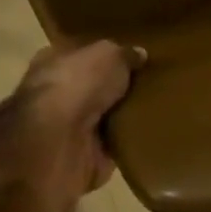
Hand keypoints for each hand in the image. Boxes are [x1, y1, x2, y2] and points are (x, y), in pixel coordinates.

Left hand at [14, 40, 145, 207]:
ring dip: (123, 117)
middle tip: (150, 83)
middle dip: (116, 88)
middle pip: (92, 87)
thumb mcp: (109, 54)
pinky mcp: (80, 158)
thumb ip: (124, 54)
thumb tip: (139, 54)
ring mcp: (65, 129)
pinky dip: (128, 143)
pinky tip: (151, 134)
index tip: (132, 57)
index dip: (104, 55)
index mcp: (52, 61)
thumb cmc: (77, 84)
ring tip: (158, 108)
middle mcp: (54, 94)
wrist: (59, 142)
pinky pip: (112, 146)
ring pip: (102, 118)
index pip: (80, 54)